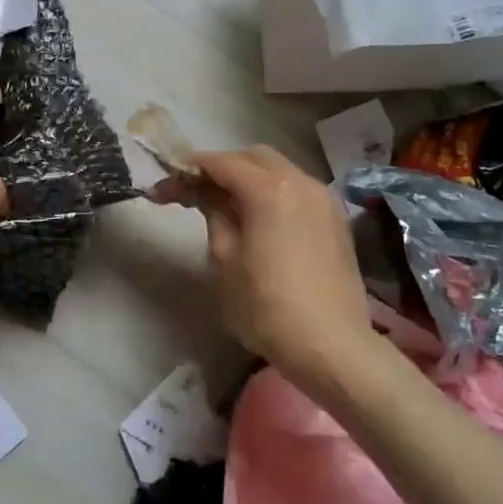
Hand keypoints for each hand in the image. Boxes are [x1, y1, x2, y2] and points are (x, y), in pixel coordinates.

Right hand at [156, 145, 372, 386]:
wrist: (330, 346)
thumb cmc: (266, 306)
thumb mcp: (225, 260)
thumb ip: (214, 216)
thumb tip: (208, 196)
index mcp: (269, 190)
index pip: (221, 162)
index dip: (190, 168)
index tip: (167, 181)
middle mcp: (300, 182)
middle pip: (253, 157)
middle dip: (222, 167)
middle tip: (195, 191)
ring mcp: (323, 199)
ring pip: (279, 170)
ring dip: (249, 178)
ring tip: (226, 204)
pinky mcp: (335, 219)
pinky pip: (297, 190)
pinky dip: (273, 192)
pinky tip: (260, 219)